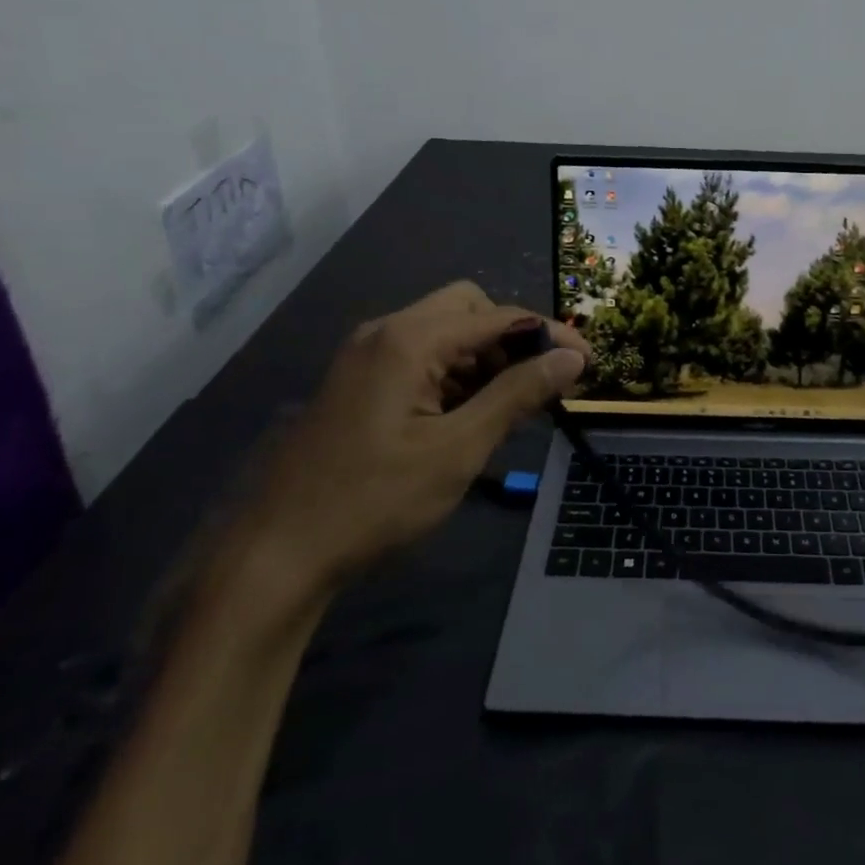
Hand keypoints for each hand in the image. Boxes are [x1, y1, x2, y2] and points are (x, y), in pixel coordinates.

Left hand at [239, 282, 588, 596]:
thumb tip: (573, 358)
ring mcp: (366, 355)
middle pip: (468, 309)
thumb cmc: (374, 501)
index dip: (550, 334)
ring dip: (484, 358)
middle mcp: (385, 331)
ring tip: (508, 407)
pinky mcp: (358, 381)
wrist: (275, 555)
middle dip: (512, 339)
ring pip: (444, 333)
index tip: (588, 362)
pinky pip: (419, 357)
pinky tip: (466, 415)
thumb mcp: (458, 449)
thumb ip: (518, 395)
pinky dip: (453, 375)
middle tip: (539, 384)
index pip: (499, 315)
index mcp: (409, 339)